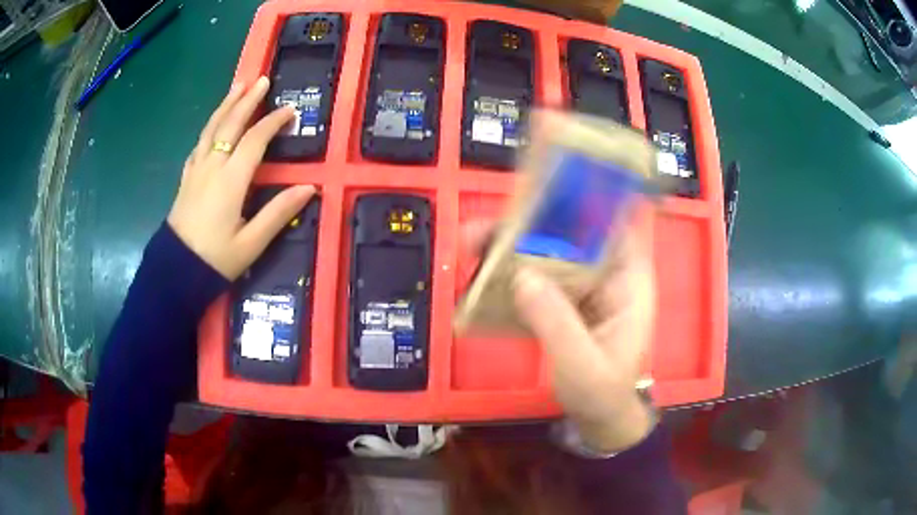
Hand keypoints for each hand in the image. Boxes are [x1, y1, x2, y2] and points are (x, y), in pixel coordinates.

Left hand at [167, 77, 315, 279]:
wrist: (175, 272)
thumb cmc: (215, 260)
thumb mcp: (251, 243)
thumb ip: (278, 212)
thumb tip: (309, 188)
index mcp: (231, 180)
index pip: (255, 140)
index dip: (273, 122)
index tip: (290, 111)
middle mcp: (212, 166)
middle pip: (230, 125)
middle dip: (247, 101)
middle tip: (261, 80)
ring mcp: (196, 170)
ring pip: (211, 129)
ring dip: (226, 105)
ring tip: (237, 87)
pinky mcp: (187, 178)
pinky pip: (199, 144)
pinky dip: (209, 127)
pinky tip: (213, 124)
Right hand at [463, 220, 655, 451]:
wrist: (599, 421)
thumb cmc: (602, 394)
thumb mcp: (582, 364)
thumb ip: (555, 323)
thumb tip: (521, 276)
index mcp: (629, 282)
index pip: (617, 223)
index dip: (589, 198)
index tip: (550, 181)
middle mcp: (608, 276)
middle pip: (573, 234)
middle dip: (530, 222)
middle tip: (487, 225)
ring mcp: (586, 289)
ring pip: (551, 253)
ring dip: (514, 245)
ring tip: (473, 244)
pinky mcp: (566, 303)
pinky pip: (540, 277)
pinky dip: (514, 272)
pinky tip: (484, 274)